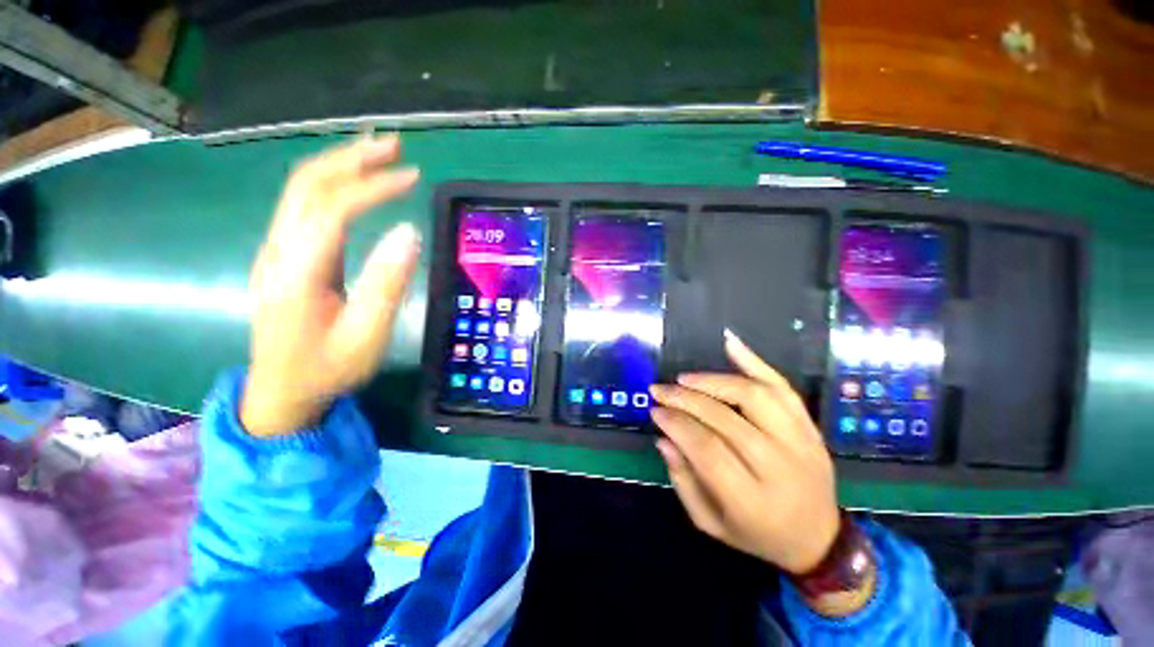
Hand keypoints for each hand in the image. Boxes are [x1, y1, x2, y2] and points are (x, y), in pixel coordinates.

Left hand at [241, 135, 421, 436]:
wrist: (281, 391)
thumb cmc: (327, 369)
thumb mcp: (366, 336)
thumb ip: (386, 284)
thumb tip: (408, 234)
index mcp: (298, 273)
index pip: (333, 210)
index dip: (372, 187)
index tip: (413, 178)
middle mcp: (278, 251)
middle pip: (307, 185)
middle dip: (350, 158)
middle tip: (394, 145)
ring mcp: (276, 250)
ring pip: (300, 190)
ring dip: (340, 165)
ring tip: (378, 154)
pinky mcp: (284, 255)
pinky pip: (303, 206)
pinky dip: (332, 184)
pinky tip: (356, 183)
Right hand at [649, 330, 839, 574]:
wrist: (819, 539)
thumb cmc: (757, 535)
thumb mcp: (710, 523)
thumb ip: (683, 481)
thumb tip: (663, 437)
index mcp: (752, 501)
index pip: (706, 449)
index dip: (676, 424)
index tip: (655, 410)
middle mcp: (781, 467)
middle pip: (726, 419)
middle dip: (685, 399)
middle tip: (660, 389)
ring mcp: (801, 442)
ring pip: (755, 396)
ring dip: (714, 380)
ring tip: (685, 379)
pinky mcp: (810, 427)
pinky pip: (783, 387)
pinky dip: (755, 361)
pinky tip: (730, 343)